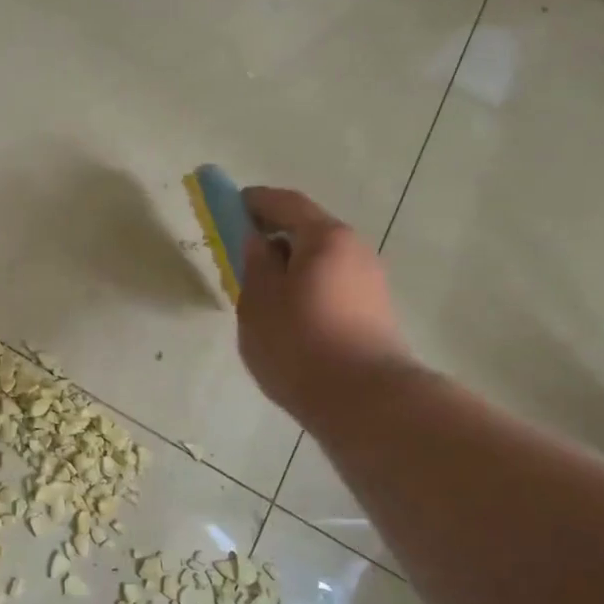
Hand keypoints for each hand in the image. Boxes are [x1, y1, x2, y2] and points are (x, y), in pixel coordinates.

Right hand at [236, 187, 412, 423]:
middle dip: (273, 236)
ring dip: (290, 266)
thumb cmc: (300, 343)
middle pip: (308, 231)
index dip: (254, 201)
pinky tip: (288, 316)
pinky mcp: (374, 312)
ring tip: (260, 293)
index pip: (286, 203)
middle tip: (241, 254)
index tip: (229, 206)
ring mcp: (370, 282)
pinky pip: (331, 285)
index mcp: (325, 238)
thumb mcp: (258, 301)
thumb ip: (254, 264)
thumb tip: (257, 242)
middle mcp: (355, 250)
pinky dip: (306, 287)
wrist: (365, 401)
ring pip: (320, 262)